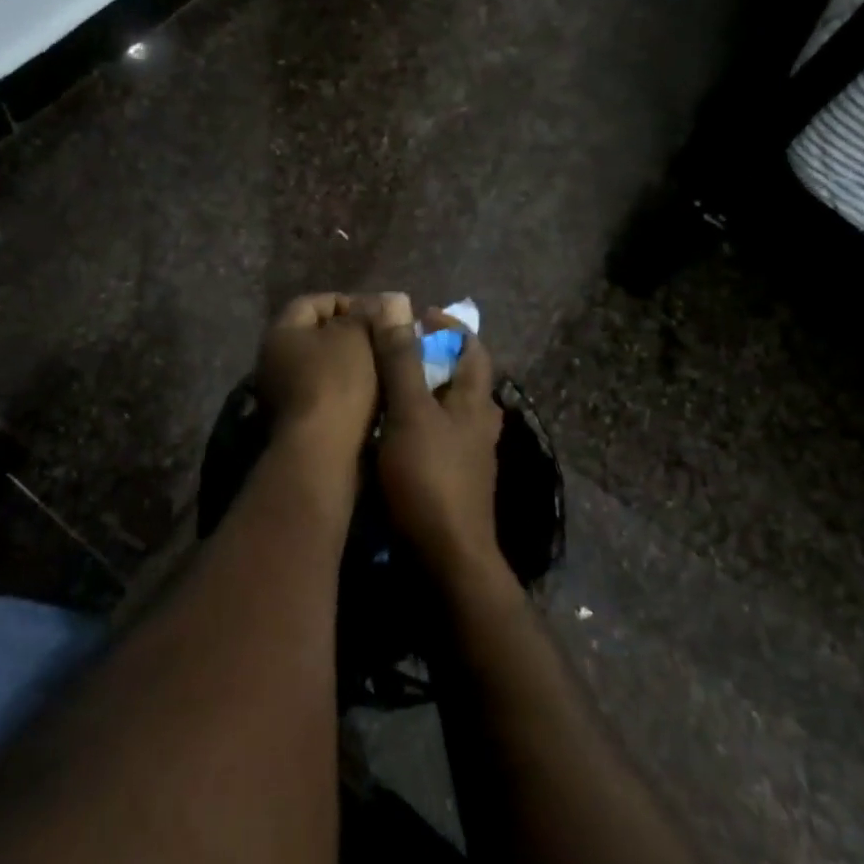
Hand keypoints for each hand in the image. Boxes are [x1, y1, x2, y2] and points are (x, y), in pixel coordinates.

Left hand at [257, 294, 379, 460]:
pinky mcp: (295, 423)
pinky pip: (324, 396)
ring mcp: (280, 395)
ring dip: (351, 367)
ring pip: (322, 369)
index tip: (377, 315)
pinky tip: (372, 398)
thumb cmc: (337, 383)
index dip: (347, 302)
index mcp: (280, 332)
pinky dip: (346, 393)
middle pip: (315, 337)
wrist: (322, 451)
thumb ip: (366, 315)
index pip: (313, 302)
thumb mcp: (356, 337)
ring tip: (384, 370)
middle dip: (350, 337)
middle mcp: (272, 360)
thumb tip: (380, 300)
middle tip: (382, 342)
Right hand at [367, 294, 505, 586]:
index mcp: (475, 401)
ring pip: (447, 408)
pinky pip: (436, 436)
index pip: (472, 347)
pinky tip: (388, 430)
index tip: (414, 315)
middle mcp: (479, 423)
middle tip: (392, 349)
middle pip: (460, 377)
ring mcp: (469, 455)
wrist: (446, 558)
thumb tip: (395, 305)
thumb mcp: (409, 412)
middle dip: (431, 357)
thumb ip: (401, 361)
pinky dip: (416, 422)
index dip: (447, 326)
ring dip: (422, 391)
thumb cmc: (428, 478)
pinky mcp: (453, 480)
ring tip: (384, 385)